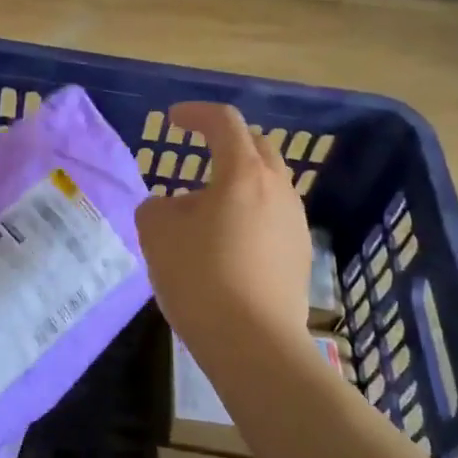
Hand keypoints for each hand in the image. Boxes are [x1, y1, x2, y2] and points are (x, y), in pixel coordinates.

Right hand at [135, 103, 313, 350]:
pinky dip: (249, 212)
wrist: (254, 344)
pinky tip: (228, 243)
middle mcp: (277, 188)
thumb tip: (173, 208)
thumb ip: (157, 206)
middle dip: (225, 141)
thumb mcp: (157, 232)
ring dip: (238, 181)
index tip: (173, 120)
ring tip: (208, 207)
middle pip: (256, 146)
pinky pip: (273, 216)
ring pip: (268, 183)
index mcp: (243, 172)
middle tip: (198, 151)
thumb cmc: (200, 277)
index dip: (196, 114)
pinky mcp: (300, 254)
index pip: (224, 122)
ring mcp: (295, 221)